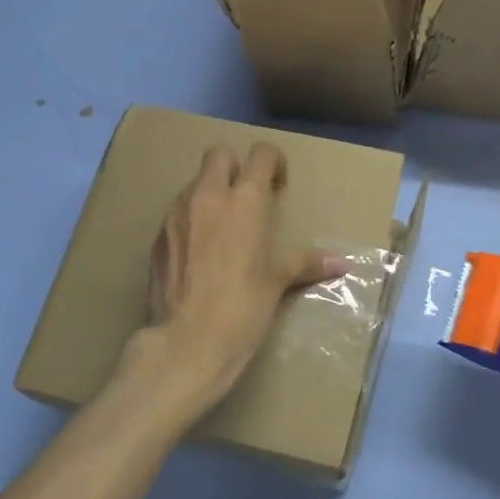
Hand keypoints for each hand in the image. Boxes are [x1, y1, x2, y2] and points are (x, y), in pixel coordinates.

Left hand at [109, 143, 335, 434]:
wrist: (185, 344)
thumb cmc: (241, 309)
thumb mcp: (277, 283)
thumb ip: (306, 263)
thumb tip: (342, 263)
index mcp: (245, 201)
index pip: (261, 154)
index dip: (273, 162)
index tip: (278, 184)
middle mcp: (208, 197)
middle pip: (219, 155)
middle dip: (234, 168)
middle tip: (247, 199)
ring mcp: (177, 214)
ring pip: (194, 183)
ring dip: (210, 193)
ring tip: (223, 228)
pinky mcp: (157, 236)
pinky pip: (177, 212)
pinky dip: (191, 219)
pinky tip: (199, 252)